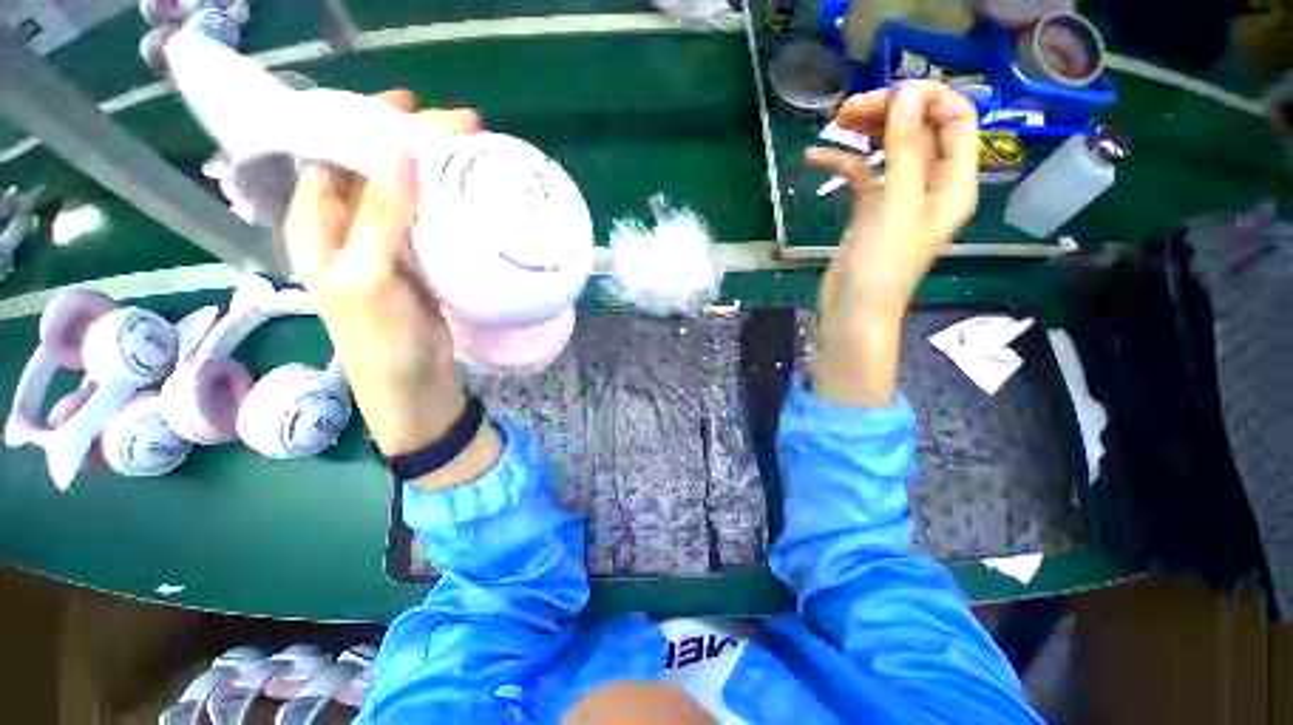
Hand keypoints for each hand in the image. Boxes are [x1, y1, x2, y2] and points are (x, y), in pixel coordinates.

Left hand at [284, 89, 480, 456]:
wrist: (414, 383)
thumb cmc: (381, 339)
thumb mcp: (369, 278)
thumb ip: (379, 219)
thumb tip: (400, 155)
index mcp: (319, 226)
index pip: (332, 157)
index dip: (364, 126)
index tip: (409, 107)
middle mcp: (348, 228)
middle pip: (373, 171)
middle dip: (408, 144)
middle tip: (456, 127)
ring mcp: (387, 244)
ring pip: (405, 193)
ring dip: (433, 171)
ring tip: (468, 152)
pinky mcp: (420, 261)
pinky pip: (429, 220)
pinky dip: (447, 203)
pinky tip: (468, 192)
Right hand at [806, 82, 978, 404]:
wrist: (852, 311)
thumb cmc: (881, 265)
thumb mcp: (896, 203)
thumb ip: (904, 148)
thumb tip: (907, 94)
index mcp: (953, 182)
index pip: (956, 119)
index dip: (927, 99)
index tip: (887, 95)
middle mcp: (930, 185)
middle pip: (917, 130)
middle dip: (888, 112)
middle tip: (848, 110)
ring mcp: (898, 198)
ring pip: (887, 149)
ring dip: (864, 132)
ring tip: (833, 124)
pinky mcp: (870, 211)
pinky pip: (862, 175)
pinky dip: (842, 163)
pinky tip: (815, 158)